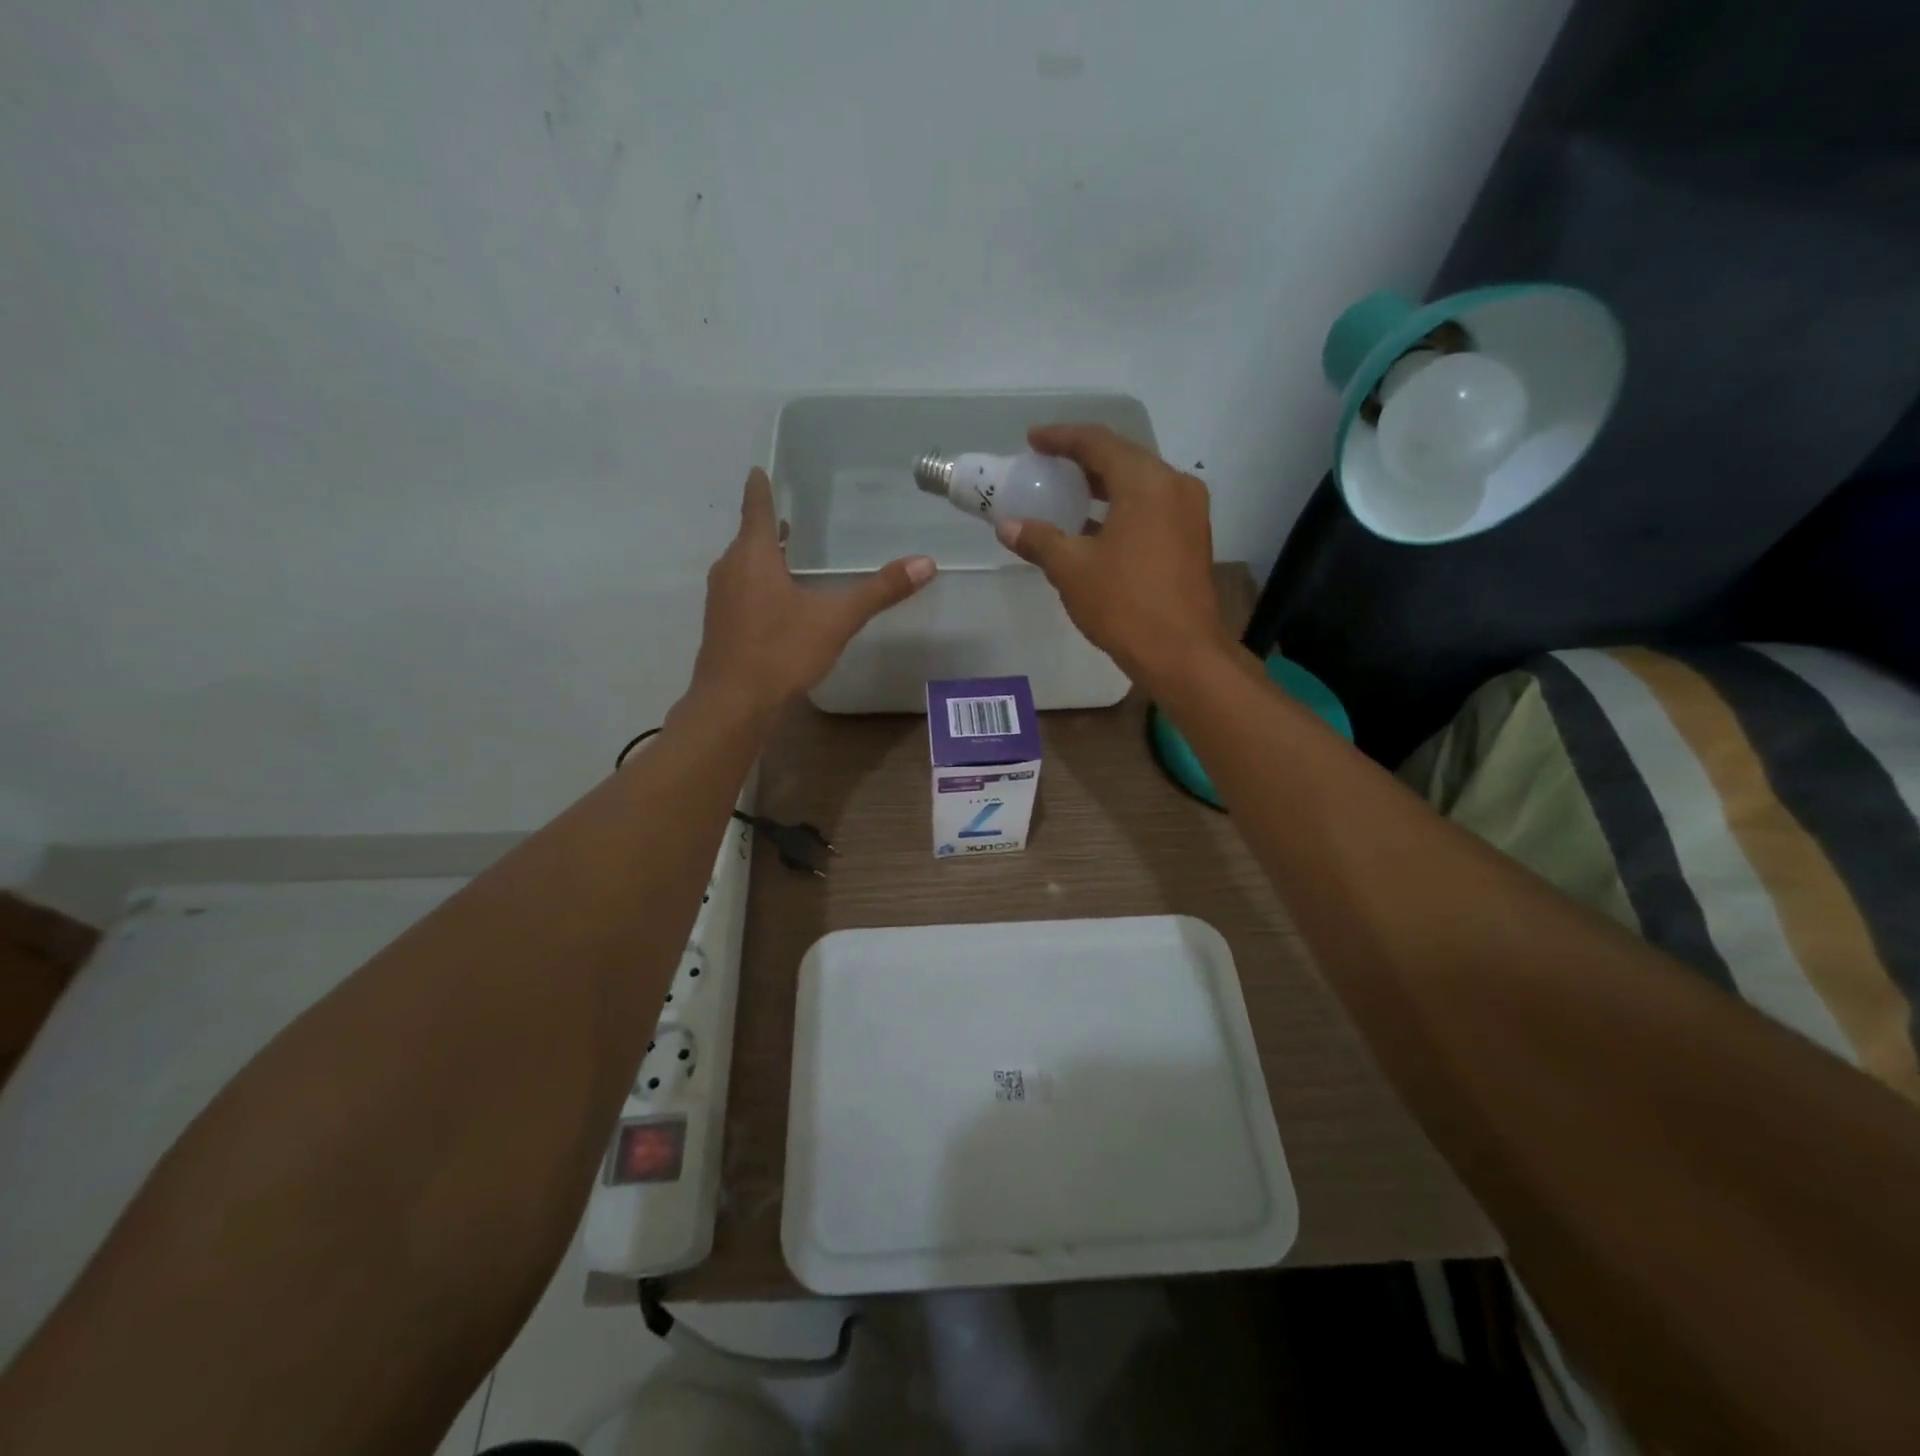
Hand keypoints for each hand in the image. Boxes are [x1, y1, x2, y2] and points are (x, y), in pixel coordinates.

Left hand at [688, 468, 934, 717]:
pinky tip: (775, 601)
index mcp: (754, 556)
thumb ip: (879, 591)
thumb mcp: (836, 620)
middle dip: (767, 525)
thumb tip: (926, 563)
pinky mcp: (720, 625)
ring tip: (785, 553)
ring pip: (742, 565)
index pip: (758, 509)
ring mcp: (720, 599)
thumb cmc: (781, 652)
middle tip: (787, 515)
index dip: (761, 488)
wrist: (733, 704)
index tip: (759, 470)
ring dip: (762, 556)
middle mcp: (730, 569)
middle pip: (749, 537)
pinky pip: (739, 590)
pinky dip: (757, 583)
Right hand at [994, 424, 1225, 683]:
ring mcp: (1189, 512)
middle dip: (1083, 460)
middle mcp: (1175, 486)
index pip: (1098, 443)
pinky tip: (1095, 526)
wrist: (1180, 652)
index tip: (1034, 439)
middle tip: (1048, 465)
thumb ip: (1039, 540)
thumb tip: (1008, 526)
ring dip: (1103, 485)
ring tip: (1067, 493)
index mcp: (1146, 482)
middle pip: (1123, 458)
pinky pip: (1152, 507)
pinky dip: (1122, 507)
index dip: (1062, 438)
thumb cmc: (1123, 604)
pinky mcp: (1192, 538)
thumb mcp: (1072, 570)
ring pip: (1140, 484)